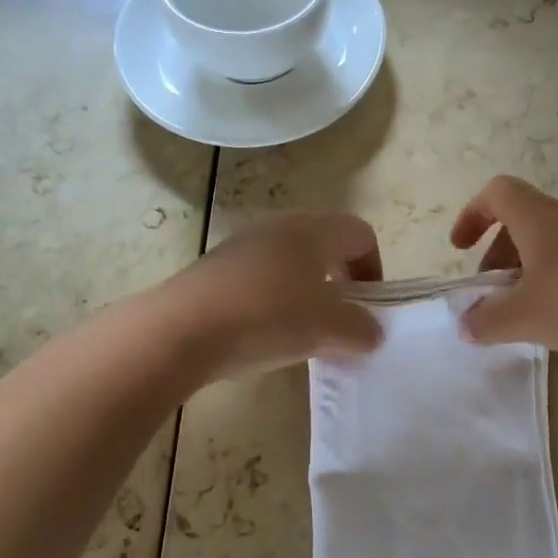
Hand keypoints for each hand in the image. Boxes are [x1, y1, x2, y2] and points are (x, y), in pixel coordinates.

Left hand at [164, 212, 383, 378]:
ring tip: (301, 330)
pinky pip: (259, 276)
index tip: (368, 306)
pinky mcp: (216, 266)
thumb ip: (360, 329)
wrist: (183, 328)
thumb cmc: (268, 317)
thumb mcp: (328, 329)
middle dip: (339, 279)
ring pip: (290, 259)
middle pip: (324, 243)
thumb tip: (370, 332)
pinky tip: (263, 331)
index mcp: (314, 230)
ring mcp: (243, 244)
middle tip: (338, 318)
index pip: (360, 234)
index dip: (373, 268)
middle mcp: (280, 226)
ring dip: (305, 290)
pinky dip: (272, 298)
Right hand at [449, 176, 557, 366]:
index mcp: (539, 218)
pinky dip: (557, 281)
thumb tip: (467, 324)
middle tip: (492, 293)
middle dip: (497, 253)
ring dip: (528, 270)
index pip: (497, 192)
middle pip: (522, 220)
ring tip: (526, 312)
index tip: (461, 249)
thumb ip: (486, 320)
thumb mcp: (524, 317)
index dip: (472, 215)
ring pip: (550, 243)